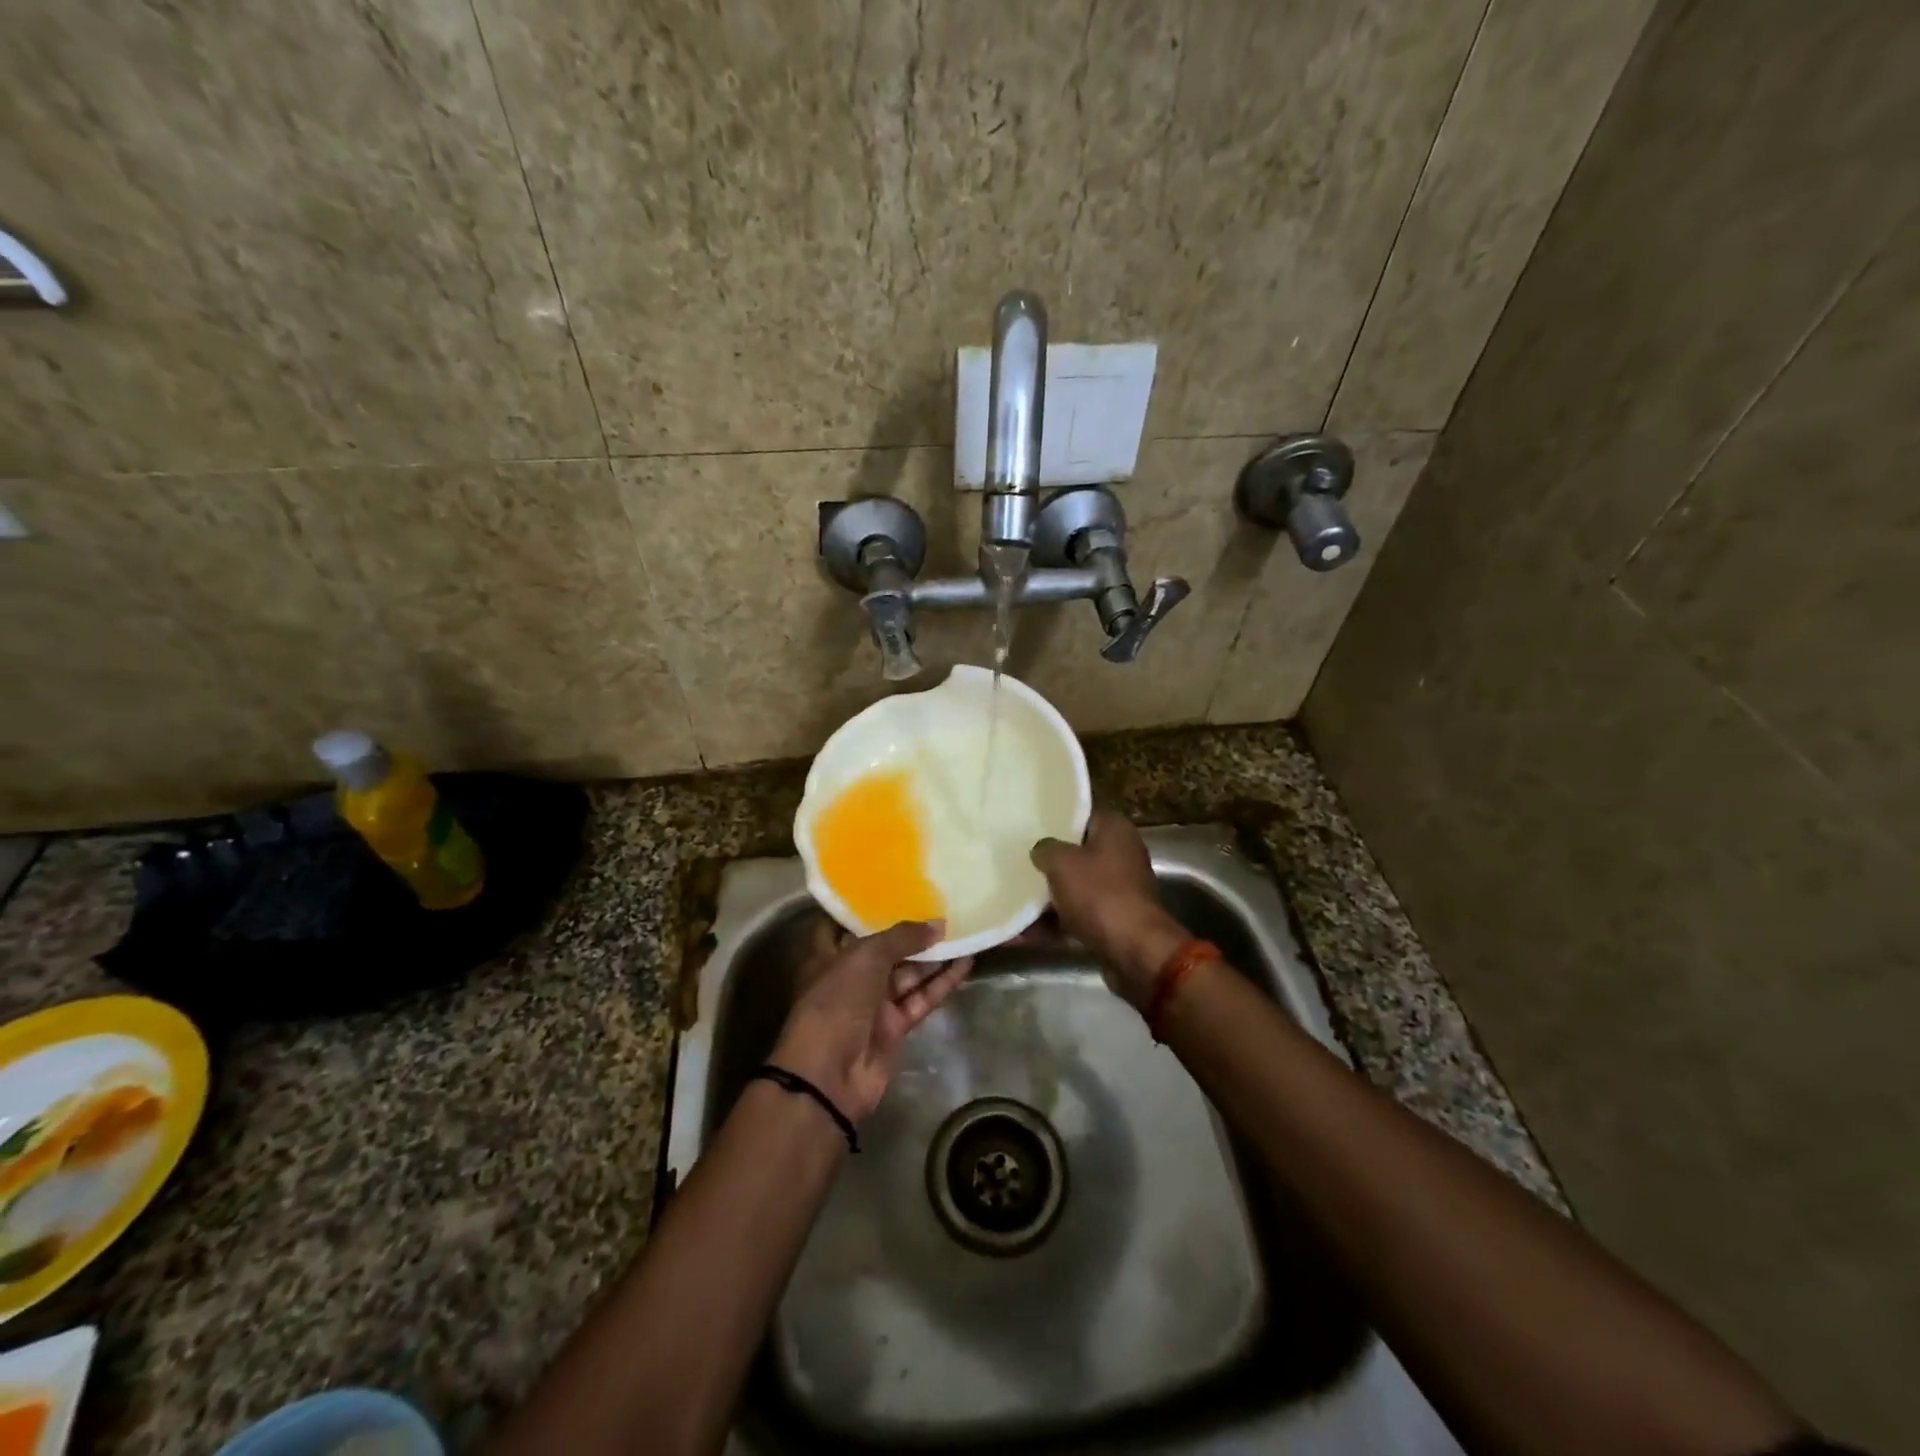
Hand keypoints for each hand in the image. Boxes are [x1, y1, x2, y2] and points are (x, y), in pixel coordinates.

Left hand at [771, 916, 972, 1124]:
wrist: (829, 1075)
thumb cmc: (836, 1002)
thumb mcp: (865, 958)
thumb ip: (903, 937)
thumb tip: (938, 924)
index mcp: (827, 955)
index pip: (841, 924)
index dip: (862, 908)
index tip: (891, 887)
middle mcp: (849, 977)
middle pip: (883, 949)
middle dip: (909, 931)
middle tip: (942, 905)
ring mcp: (872, 1004)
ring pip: (907, 973)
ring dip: (933, 956)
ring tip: (963, 929)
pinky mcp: (894, 1027)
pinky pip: (921, 999)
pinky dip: (941, 983)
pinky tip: (965, 963)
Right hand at [1031, 811, 1187, 1007]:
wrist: (1135, 952)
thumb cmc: (1099, 894)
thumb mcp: (1062, 863)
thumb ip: (1045, 849)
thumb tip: (1041, 850)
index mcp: (1115, 830)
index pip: (1081, 814)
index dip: (1055, 819)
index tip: (1027, 826)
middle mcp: (1121, 855)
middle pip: (1076, 853)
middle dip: (1047, 862)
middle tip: (1015, 861)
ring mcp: (1118, 889)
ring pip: (1074, 887)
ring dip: (1045, 898)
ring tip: (1010, 902)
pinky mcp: (1112, 920)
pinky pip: (1076, 915)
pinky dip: (1053, 924)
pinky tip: (1021, 935)